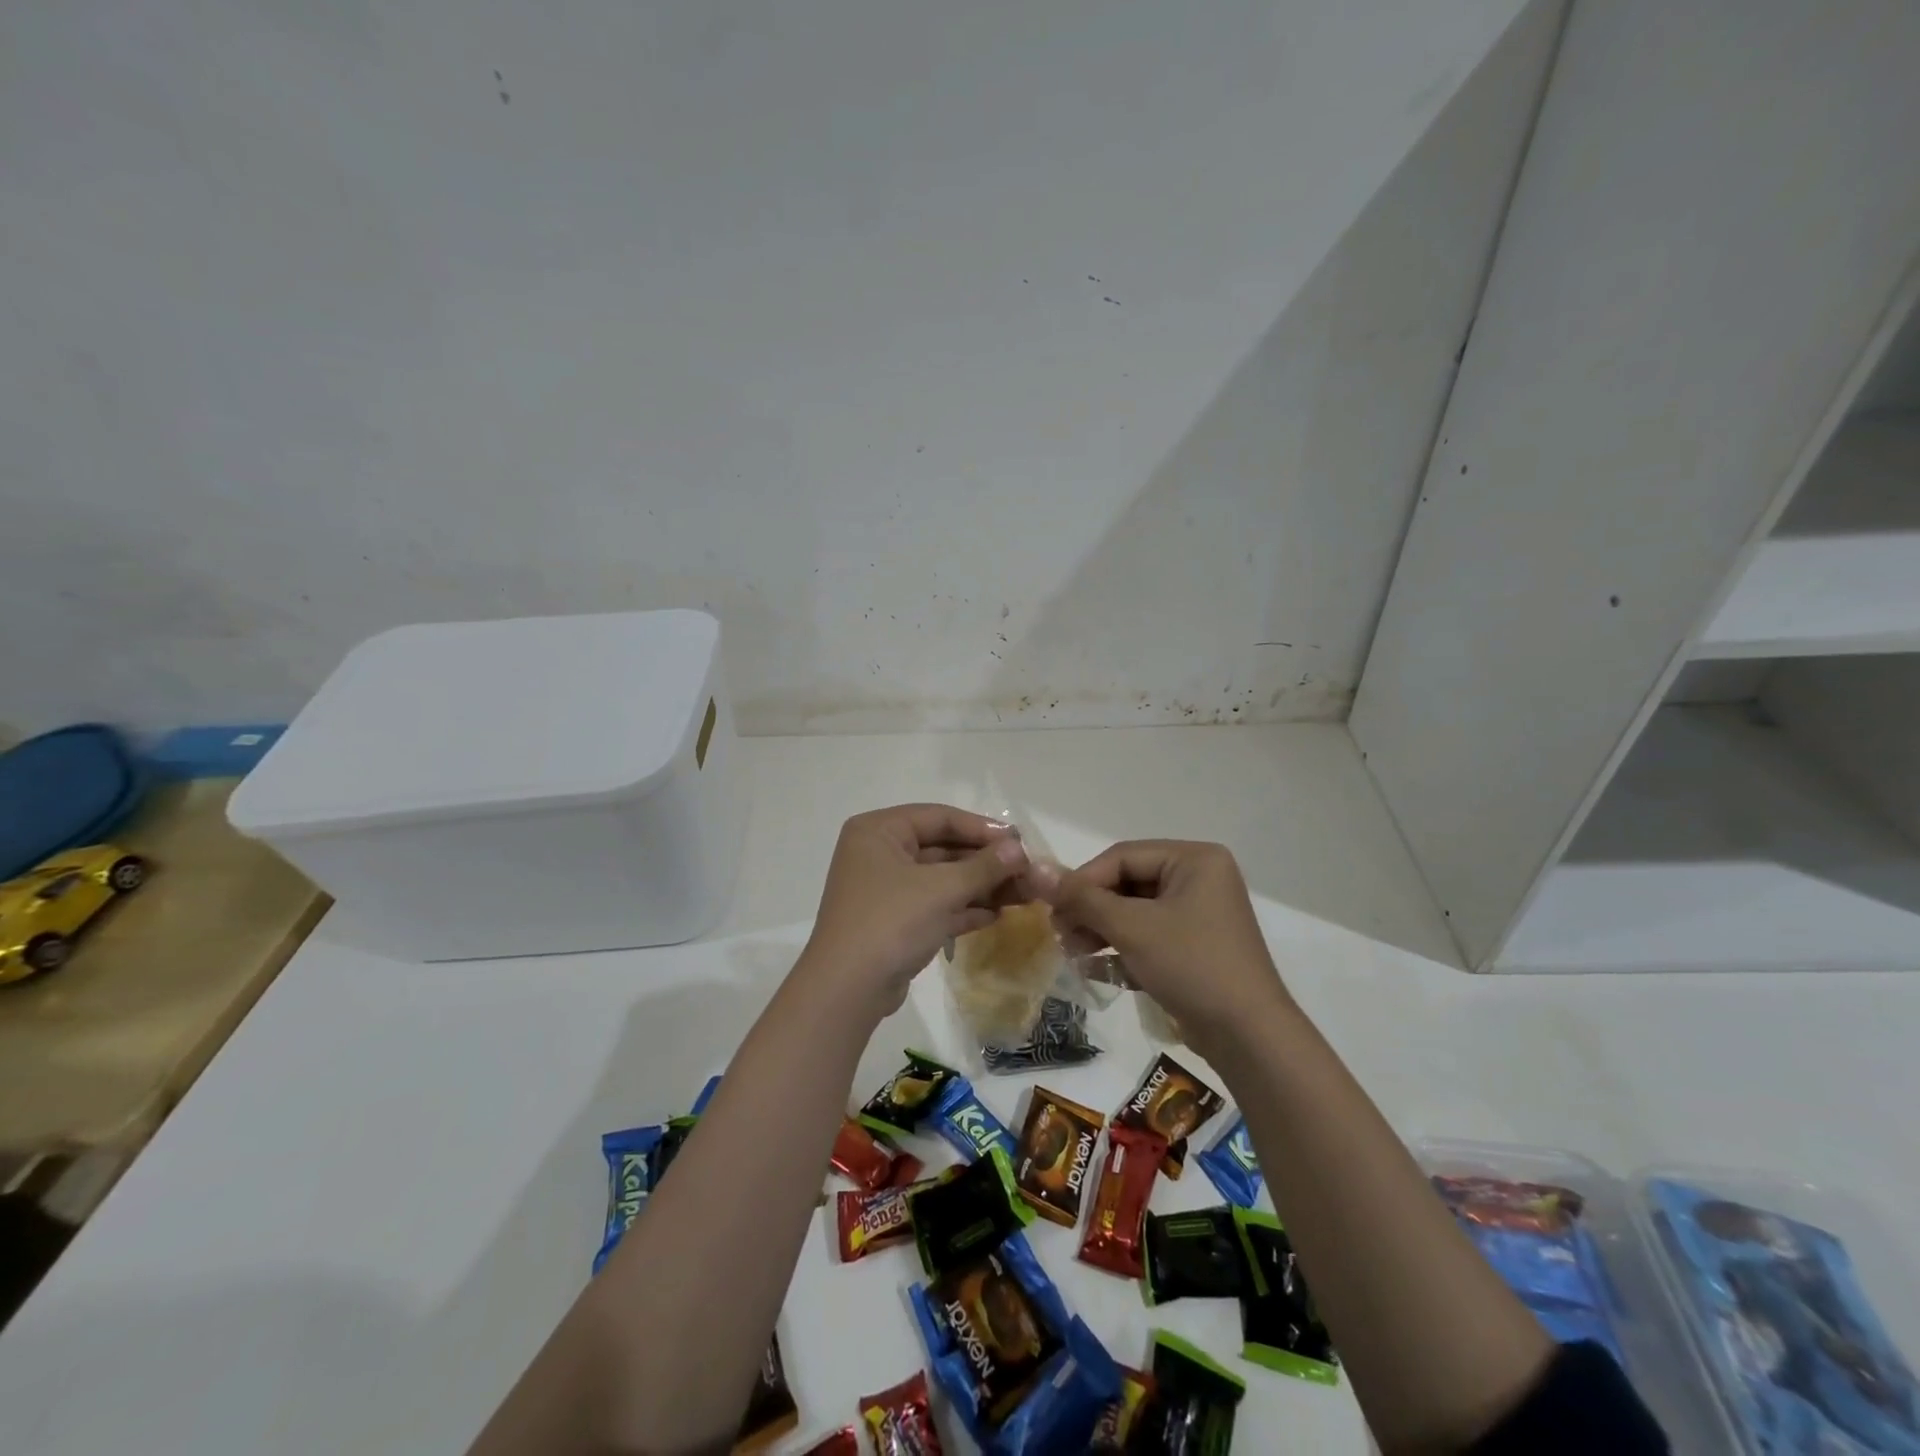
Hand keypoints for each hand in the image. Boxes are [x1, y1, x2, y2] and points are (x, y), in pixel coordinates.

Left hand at [799, 804, 1029, 1018]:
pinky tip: (997, 914)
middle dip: (985, 862)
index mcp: (879, 830)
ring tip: (1022, 894)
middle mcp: (879, 852)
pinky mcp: (893, 921)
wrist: (847, 990)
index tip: (1019, 842)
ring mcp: (885, 889)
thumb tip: (1019, 850)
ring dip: (979, 886)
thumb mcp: (942, 889)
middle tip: (1025, 871)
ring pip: (941, 878)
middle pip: (942, 847)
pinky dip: (963, 907)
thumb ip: (983, 866)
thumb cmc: (891, 922)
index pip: (939, 817)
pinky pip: (934, 904)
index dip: (982, 828)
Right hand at [1032, 840, 1288, 1051]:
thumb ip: (1082, 898)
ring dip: (1100, 931)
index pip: (1123, 856)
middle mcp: (1199, 879)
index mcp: (1195, 859)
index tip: (1052, 908)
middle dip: (1091, 910)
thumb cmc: (1191, 965)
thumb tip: (1037, 870)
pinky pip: (1149, 937)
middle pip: (1127, 883)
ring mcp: (1199, 915)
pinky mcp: (1195, 948)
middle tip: (1060, 933)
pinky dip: (1121, 949)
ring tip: (1072, 953)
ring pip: (1135, 912)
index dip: (1083, 880)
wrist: (1249, 1037)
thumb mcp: (1132, 928)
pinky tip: (1092, 970)